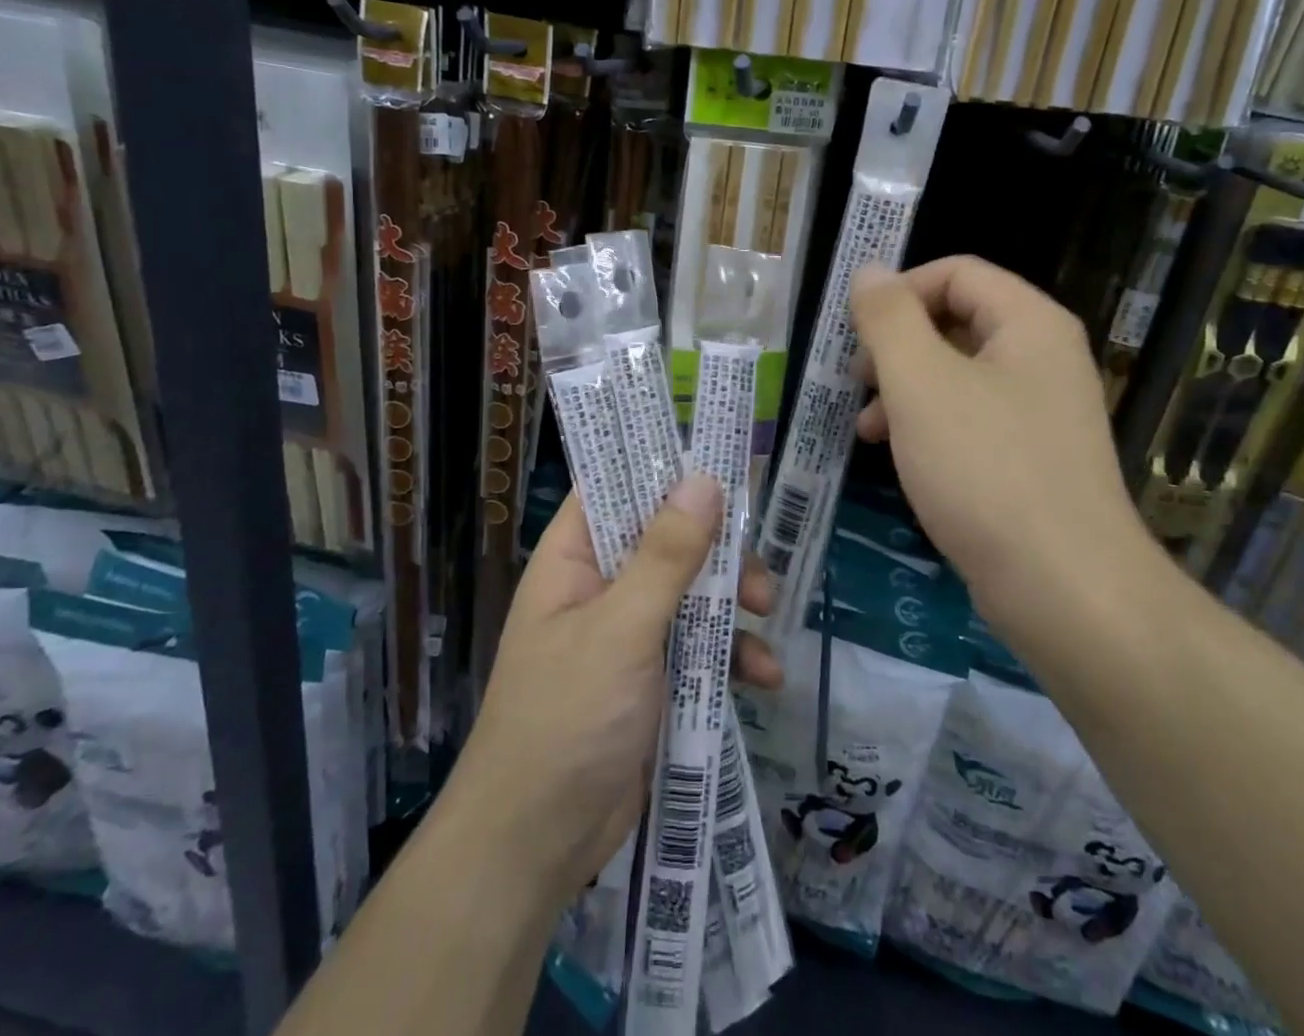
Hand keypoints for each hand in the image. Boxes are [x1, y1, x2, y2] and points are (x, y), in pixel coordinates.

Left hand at [449, 477, 781, 908]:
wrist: (537, 846)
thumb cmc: (567, 718)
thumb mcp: (621, 628)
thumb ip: (665, 555)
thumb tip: (704, 478)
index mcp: (575, 558)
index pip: (616, 486)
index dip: (663, 466)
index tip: (720, 457)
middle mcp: (601, 585)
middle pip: (668, 538)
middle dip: (718, 549)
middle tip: (755, 568)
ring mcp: (629, 633)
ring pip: (693, 591)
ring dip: (734, 602)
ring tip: (767, 617)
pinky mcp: (654, 678)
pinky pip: (701, 646)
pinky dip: (733, 655)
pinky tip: (765, 677)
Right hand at [849, 256, 1150, 610]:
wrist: (1065, 589)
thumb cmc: (985, 470)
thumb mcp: (921, 383)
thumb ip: (889, 319)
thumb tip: (869, 271)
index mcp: (1029, 323)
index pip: (957, 272)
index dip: (899, 291)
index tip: (856, 333)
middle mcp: (1043, 357)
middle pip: (955, 321)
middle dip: (896, 346)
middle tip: (855, 381)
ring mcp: (1041, 411)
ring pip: (957, 374)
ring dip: (903, 389)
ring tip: (865, 429)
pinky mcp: (1031, 458)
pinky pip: (970, 419)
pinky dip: (928, 426)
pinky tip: (898, 458)